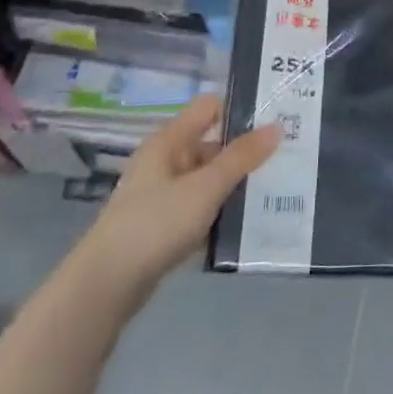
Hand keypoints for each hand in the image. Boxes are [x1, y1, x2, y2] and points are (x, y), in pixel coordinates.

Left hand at [78, 96, 278, 310]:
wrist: (106, 286)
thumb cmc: (156, 223)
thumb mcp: (205, 187)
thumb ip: (241, 158)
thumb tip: (276, 127)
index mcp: (170, 140)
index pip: (210, 107)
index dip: (240, 109)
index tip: (276, 118)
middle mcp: (166, 161)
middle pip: (213, 144)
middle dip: (246, 152)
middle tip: (287, 157)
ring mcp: (163, 195)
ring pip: (209, 179)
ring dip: (236, 185)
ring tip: (276, 190)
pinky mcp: (164, 226)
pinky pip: (201, 208)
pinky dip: (221, 213)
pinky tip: (248, 224)